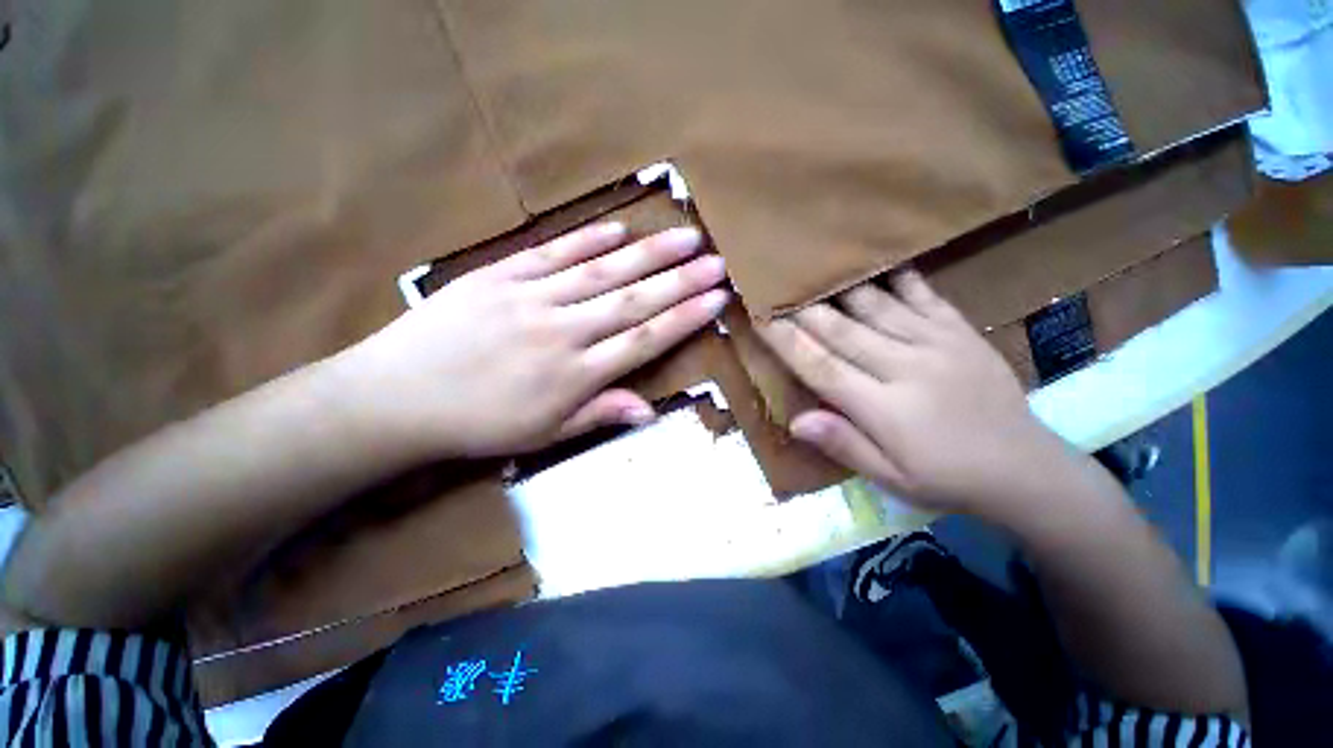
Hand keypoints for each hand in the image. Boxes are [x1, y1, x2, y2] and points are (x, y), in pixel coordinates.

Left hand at [338, 222, 728, 459]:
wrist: (397, 398)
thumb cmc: (477, 425)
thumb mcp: (544, 436)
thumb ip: (599, 414)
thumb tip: (650, 410)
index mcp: (574, 375)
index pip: (644, 341)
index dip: (684, 319)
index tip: (716, 300)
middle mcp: (561, 332)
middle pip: (632, 301)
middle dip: (680, 280)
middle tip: (715, 260)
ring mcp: (530, 299)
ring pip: (601, 272)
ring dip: (647, 254)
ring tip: (684, 236)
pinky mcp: (499, 276)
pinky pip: (552, 254)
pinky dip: (588, 240)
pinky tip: (619, 230)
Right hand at [757, 271, 1066, 515]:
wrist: (1026, 469)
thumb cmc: (947, 478)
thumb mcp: (891, 479)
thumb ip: (844, 445)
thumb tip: (795, 421)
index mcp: (884, 409)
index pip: (820, 367)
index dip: (784, 341)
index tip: (758, 317)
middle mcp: (905, 367)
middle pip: (840, 330)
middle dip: (800, 306)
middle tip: (771, 281)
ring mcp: (936, 343)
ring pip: (874, 306)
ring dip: (836, 286)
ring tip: (808, 265)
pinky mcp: (959, 330)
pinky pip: (922, 294)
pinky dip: (894, 274)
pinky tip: (873, 257)